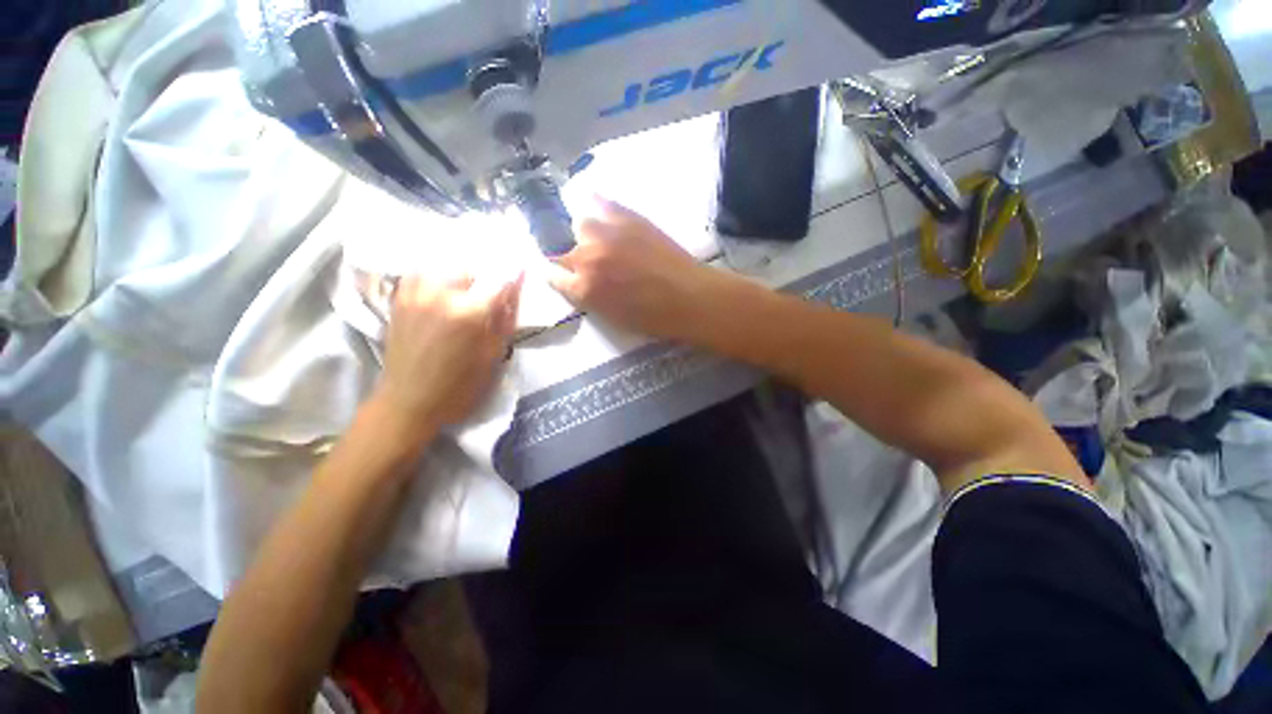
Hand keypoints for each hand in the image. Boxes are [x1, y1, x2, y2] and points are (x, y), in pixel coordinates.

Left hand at [371, 274, 521, 435]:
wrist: (407, 402)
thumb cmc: (460, 386)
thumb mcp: (494, 356)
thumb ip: (507, 317)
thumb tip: (517, 286)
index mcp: (468, 312)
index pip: (499, 279)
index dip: (513, 277)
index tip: (520, 276)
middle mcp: (440, 294)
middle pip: (471, 266)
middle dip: (485, 277)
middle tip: (489, 297)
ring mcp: (415, 293)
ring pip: (445, 265)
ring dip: (461, 275)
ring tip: (466, 294)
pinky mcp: (399, 298)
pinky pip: (421, 272)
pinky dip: (436, 276)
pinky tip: (442, 293)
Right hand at [550, 198, 722, 339]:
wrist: (689, 297)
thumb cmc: (653, 318)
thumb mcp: (612, 317)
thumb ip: (590, 298)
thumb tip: (579, 284)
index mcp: (584, 289)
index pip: (554, 277)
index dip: (557, 276)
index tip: (562, 275)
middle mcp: (587, 258)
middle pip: (562, 251)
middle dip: (570, 258)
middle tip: (588, 262)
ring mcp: (607, 234)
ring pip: (579, 223)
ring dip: (585, 232)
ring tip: (599, 237)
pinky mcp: (627, 218)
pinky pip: (602, 202)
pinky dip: (597, 203)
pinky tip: (599, 204)